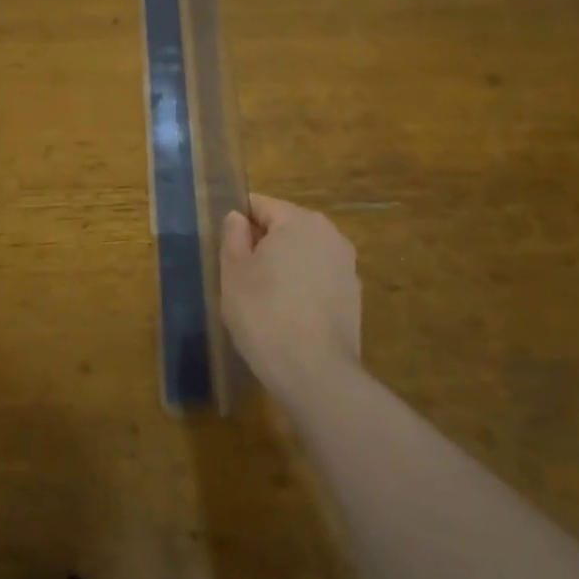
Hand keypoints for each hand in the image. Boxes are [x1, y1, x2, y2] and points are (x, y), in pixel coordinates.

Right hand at [221, 193, 361, 404]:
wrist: (315, 374)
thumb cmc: (264, 314)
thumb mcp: (233, 273)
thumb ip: (233, 236)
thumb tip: (238, 218)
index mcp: (299, 220)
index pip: (260, 205)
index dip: (238, 223)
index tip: (224, 249)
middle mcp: (330, 234)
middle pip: (285, 227)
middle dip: (263, 245)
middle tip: (240, 277)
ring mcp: (347, 266)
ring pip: (304, 254)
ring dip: (284, 267)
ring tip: (263, 299)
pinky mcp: (354, 296)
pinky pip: (319, 279)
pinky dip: (303, 288)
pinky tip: (288, 316)